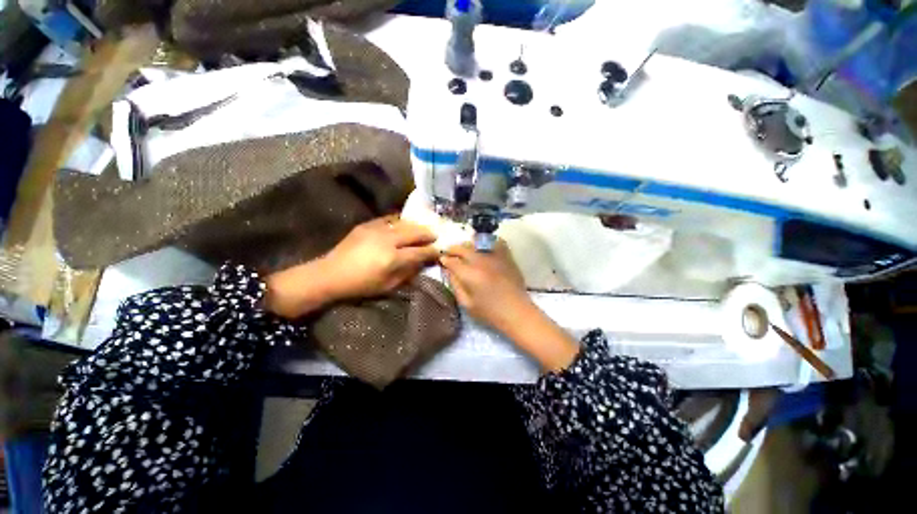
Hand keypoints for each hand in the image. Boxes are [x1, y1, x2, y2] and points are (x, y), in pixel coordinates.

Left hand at [264, 216, 438, 317]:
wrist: (330, 274)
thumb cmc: (361, 285)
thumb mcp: (388, 285)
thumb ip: (407, 273)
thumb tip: (421, 263)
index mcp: (392, 259)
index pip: (419, 252)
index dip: (431, 251)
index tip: (439, 251)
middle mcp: (387, 241)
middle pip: (414, 233)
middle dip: (427, 234)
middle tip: (435, 235)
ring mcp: (376, 230)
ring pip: (403, 224)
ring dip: (415, 226)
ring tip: (422, 228)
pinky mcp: (367, 225)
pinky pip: (388, 219)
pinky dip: (399, 222)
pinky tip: (403, 224)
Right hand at [438, 241, 529, 332]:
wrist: (516, 311)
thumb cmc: (489, 312)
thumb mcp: (466, 303)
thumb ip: (455, 284)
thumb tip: (448, 270)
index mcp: (469, 274)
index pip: (451, 260)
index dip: (444, 260)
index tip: (442, 261)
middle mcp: (480, 260)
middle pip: (462, 247)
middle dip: (453, 250)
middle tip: (451, 255)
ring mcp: (494, 256)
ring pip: (476, 241)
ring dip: (467, 245)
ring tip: (466, 252)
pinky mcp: (506, 255)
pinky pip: (494, 241)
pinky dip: (486, 241)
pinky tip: (483, 248)